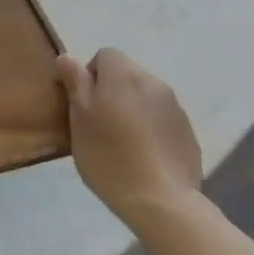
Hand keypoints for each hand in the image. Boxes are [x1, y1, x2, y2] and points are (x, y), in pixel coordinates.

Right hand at [55, 48, 201, 224]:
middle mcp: (153, 82)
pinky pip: (160, 116)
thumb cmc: (109, 156)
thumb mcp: (79, 119)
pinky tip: (141, 154)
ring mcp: (175, 106)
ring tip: (119, 141)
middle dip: (109, 90)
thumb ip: (75, 82)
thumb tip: (67, 57)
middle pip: (126, 73)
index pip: (104, 55)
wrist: (161, 199)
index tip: (81, 104)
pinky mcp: (186, 130)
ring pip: (143, 95)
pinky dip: (148, 126)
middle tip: (96, 124)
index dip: (88, 75)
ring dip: (130, 107)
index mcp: (124, 75)